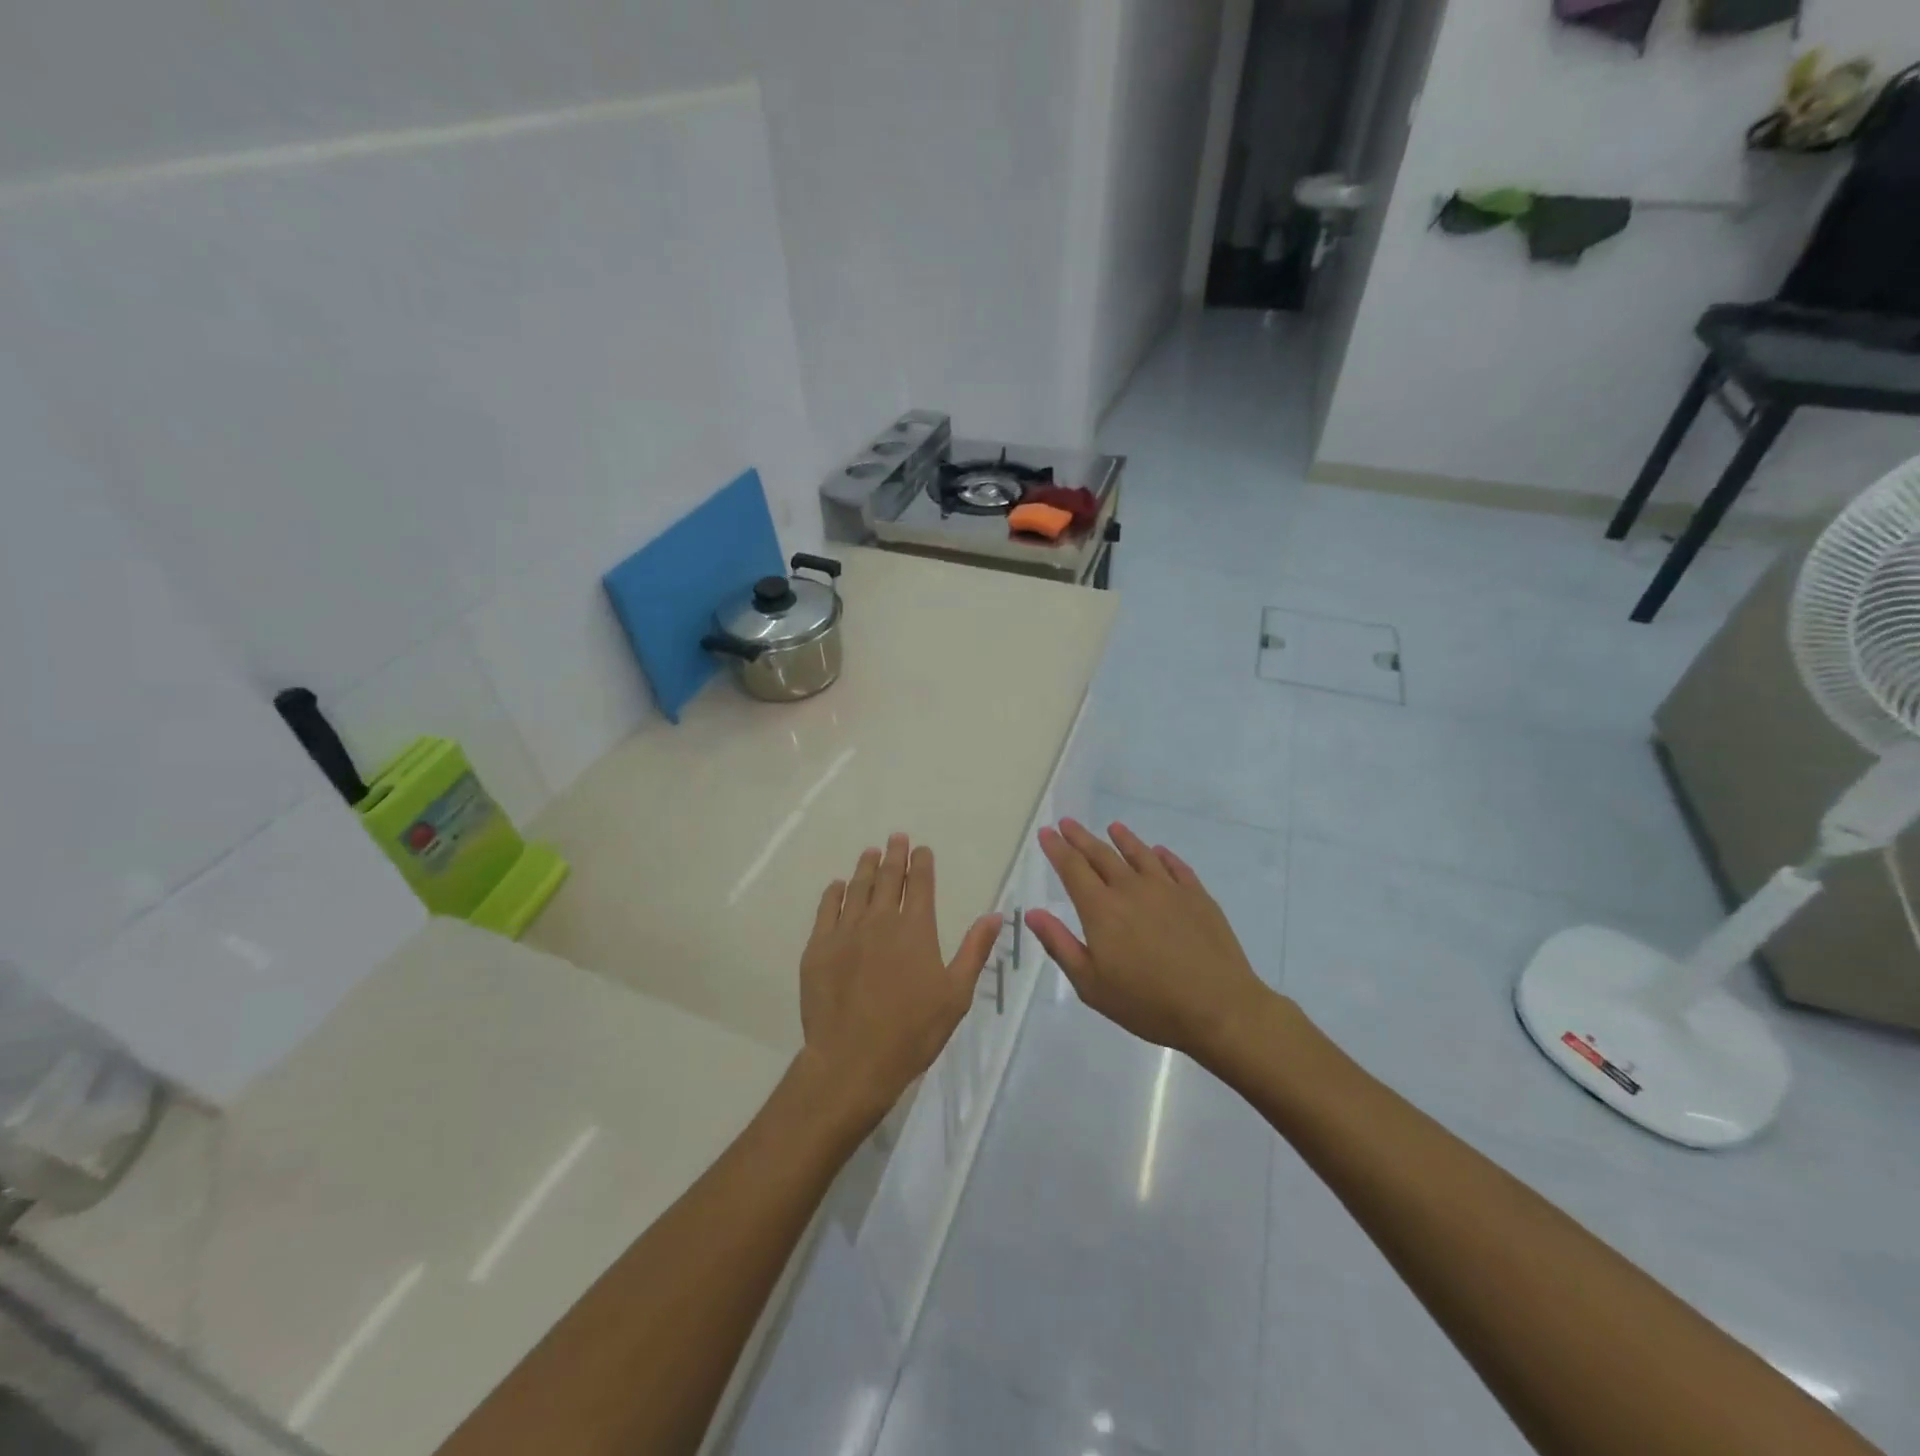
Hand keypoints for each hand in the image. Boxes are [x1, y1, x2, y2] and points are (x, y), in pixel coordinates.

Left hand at [797, 834, 1002, 1129]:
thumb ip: (974, 950)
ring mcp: (845, 932)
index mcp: (916, 929)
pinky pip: (826, 909)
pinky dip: (834, 893)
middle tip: (896, 838)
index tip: (921, 849)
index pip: (919, 883)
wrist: (852, 1060)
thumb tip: (995, 915)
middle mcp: (880, 920)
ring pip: (856, 888)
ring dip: (865, 867)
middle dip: (893, 855)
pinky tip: (837, 886)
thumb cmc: (913, 1031)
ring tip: (869, 852)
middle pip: (887, 878)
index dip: (921, 862)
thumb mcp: (956, 994)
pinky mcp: (819, 948)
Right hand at [1025, 819, 1268, 1058]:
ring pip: (1140, 854)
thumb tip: (1033, 913)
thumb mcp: (1091, 984)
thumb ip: (1060, 945)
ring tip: (1113, 827)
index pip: (1073, 868)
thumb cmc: (1147, 1003)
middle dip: (1081, 838)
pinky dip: (1162, 856)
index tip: (1047, 832)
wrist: (1217, 1008)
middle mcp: (1131, 889)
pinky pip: (1175, 867)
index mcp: (1101, 909)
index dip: (1057, 849)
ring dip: (1123, 838)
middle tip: (1067, 823)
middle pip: (1102, 855)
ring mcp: (1168, 889)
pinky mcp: (1197, 896)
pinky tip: (1158, 852)